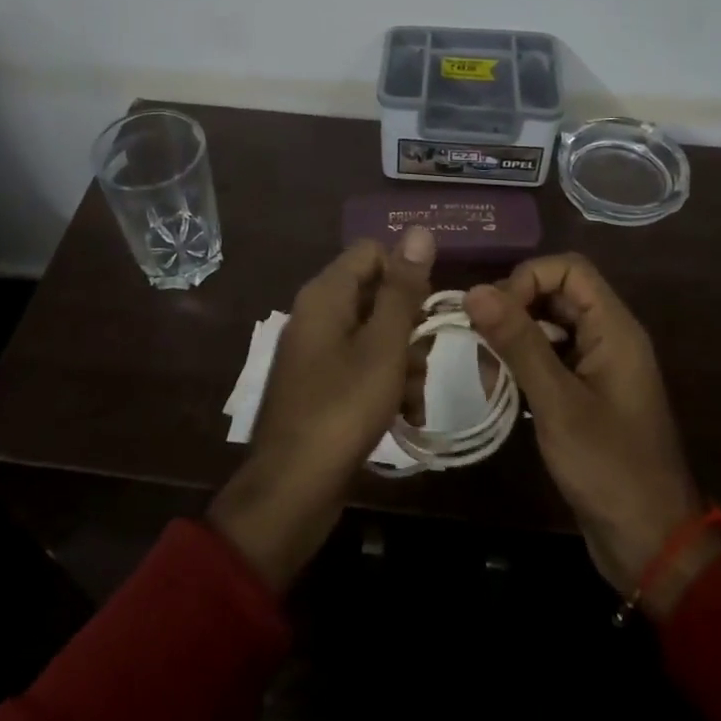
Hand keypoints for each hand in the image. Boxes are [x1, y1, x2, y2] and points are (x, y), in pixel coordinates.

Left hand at [207, 227, 434, 591]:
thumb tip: (419, 230)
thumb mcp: (384, 346)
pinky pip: (363, 368)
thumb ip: (403, 289)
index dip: (404, 274)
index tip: (427, 310)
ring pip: (376, 336)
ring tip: (415, 399)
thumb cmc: (343, 408)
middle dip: (410, 328)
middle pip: (377, 295)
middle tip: (425, 358)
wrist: (293, 490)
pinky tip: (406, 416)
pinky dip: (386, 386)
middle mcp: (317, 315)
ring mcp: (318, 352)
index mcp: (325, 294)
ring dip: (404, 363)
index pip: (372, 252)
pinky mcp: (323, 386)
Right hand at [465, 255, 720, 617]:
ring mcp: (597, 366)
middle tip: (480, 344)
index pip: (569, 269)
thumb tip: (476, 291)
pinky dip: (522, 365)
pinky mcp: (585, 392)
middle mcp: (608, 337)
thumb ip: (518, 343)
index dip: (528, 279)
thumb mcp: (557, 402)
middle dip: (514, 310)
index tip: (495, 314)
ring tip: (487, 375)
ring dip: (513, 340)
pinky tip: (501, 392)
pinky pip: (550, 358)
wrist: (650, 543)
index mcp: (614, 329)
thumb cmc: (608, 468)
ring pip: (548, 326)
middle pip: (556, 294)